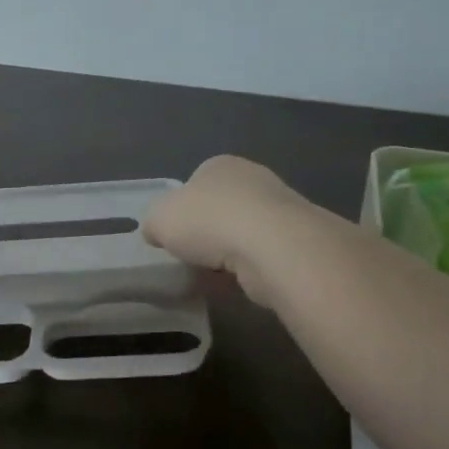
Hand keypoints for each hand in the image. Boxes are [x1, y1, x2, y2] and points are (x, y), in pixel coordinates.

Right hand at [143, 156, 312, 307]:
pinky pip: (262, 255)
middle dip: (208, 232)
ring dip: (229, 253)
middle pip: (221, 208)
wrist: (271, 247)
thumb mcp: (159, 218)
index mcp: (219, 165)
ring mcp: (279, 208)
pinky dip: (248, 269)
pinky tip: (238, 283)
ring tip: (213, 275)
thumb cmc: (209, 221)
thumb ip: (154, 222)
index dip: (182, 209)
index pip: (195, 183)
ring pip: (243, 233)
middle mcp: (253, 179)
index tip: (174, 235)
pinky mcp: (295, 240)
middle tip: (192, 256)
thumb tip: (157, 232)